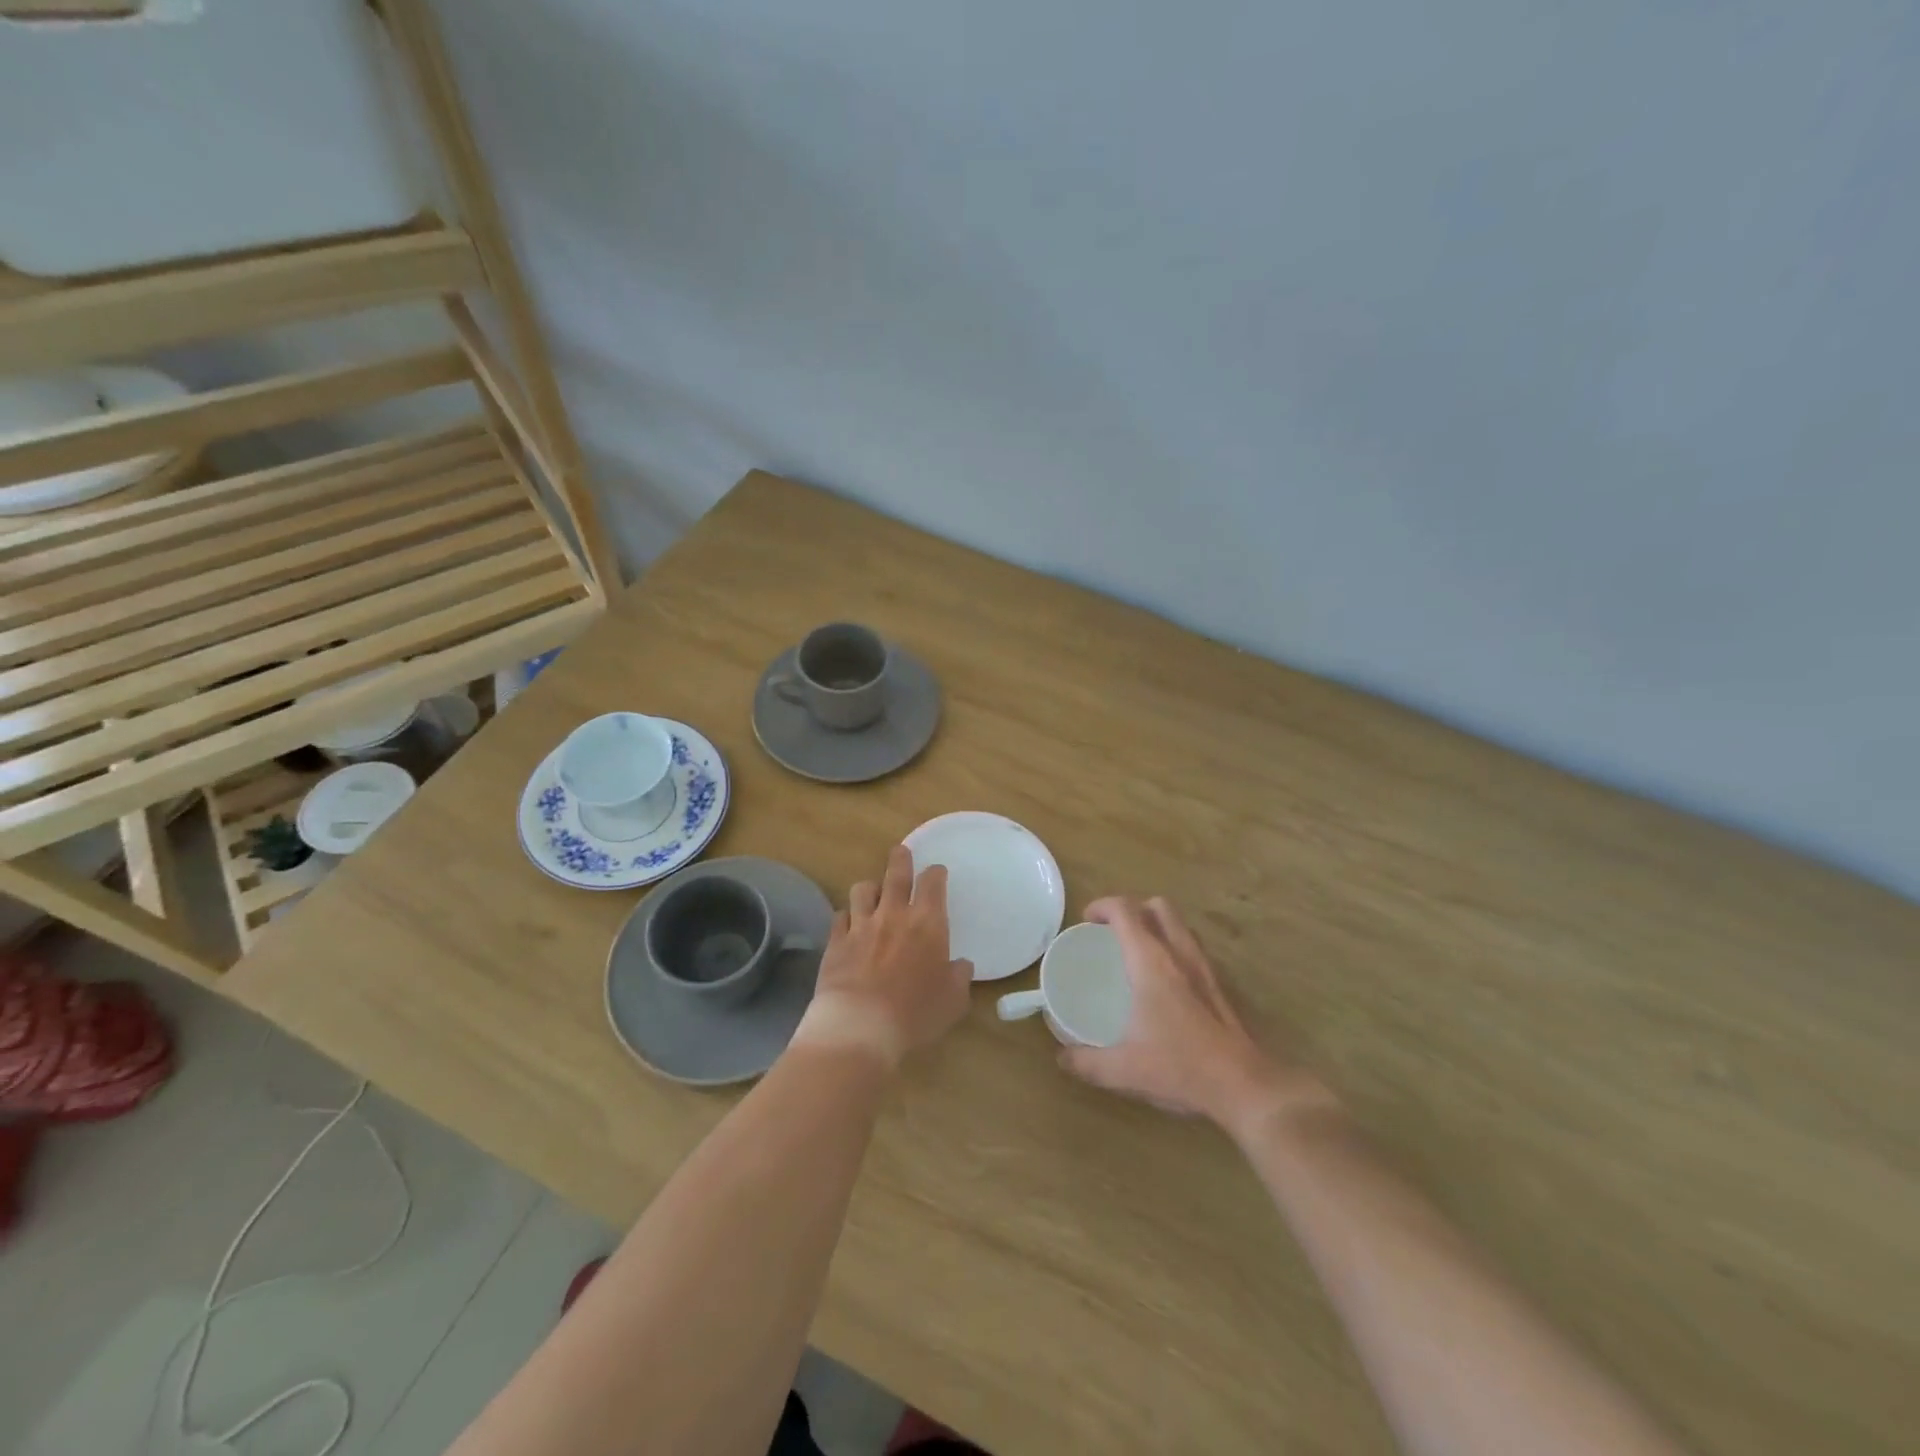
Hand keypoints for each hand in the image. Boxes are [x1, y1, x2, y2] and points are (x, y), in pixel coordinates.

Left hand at [793, 844, 973, 1068]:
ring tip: (873, 892)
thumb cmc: (915, 1013)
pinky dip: (847, 916)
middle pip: (896, 874)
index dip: (936, 873)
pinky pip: (840, 916)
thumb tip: (961, 965)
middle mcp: (893, 914)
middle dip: (900, 859)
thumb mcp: (953, 1001)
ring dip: (870, 888)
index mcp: (927, 923)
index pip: (932, 883)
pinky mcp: (836, 941)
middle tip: (901, 852)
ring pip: (863, 889)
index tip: (937, 873)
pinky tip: (849, 924)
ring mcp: (861, 925)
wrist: (860, 1026)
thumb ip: (959, 978)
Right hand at [1059, 896, 1334, 1137]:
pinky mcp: (1220, 985)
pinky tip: (1165, 983)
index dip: (1102, 906)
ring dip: (1156, 926)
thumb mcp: (1124, 1069)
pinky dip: (1174, 948)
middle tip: (1112, 933)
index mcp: (1150, 962)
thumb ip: (1087, 1062)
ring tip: (1137, 952)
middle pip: (1158, 906)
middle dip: (1133, 909)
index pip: (1125, 910)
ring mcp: (1204, 967)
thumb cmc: (1181, 1067)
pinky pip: (1192, 948)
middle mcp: (1179, 954)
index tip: (1086, 921)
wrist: (1244, 1085)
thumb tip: (1061, 1058)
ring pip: (1180, 925)